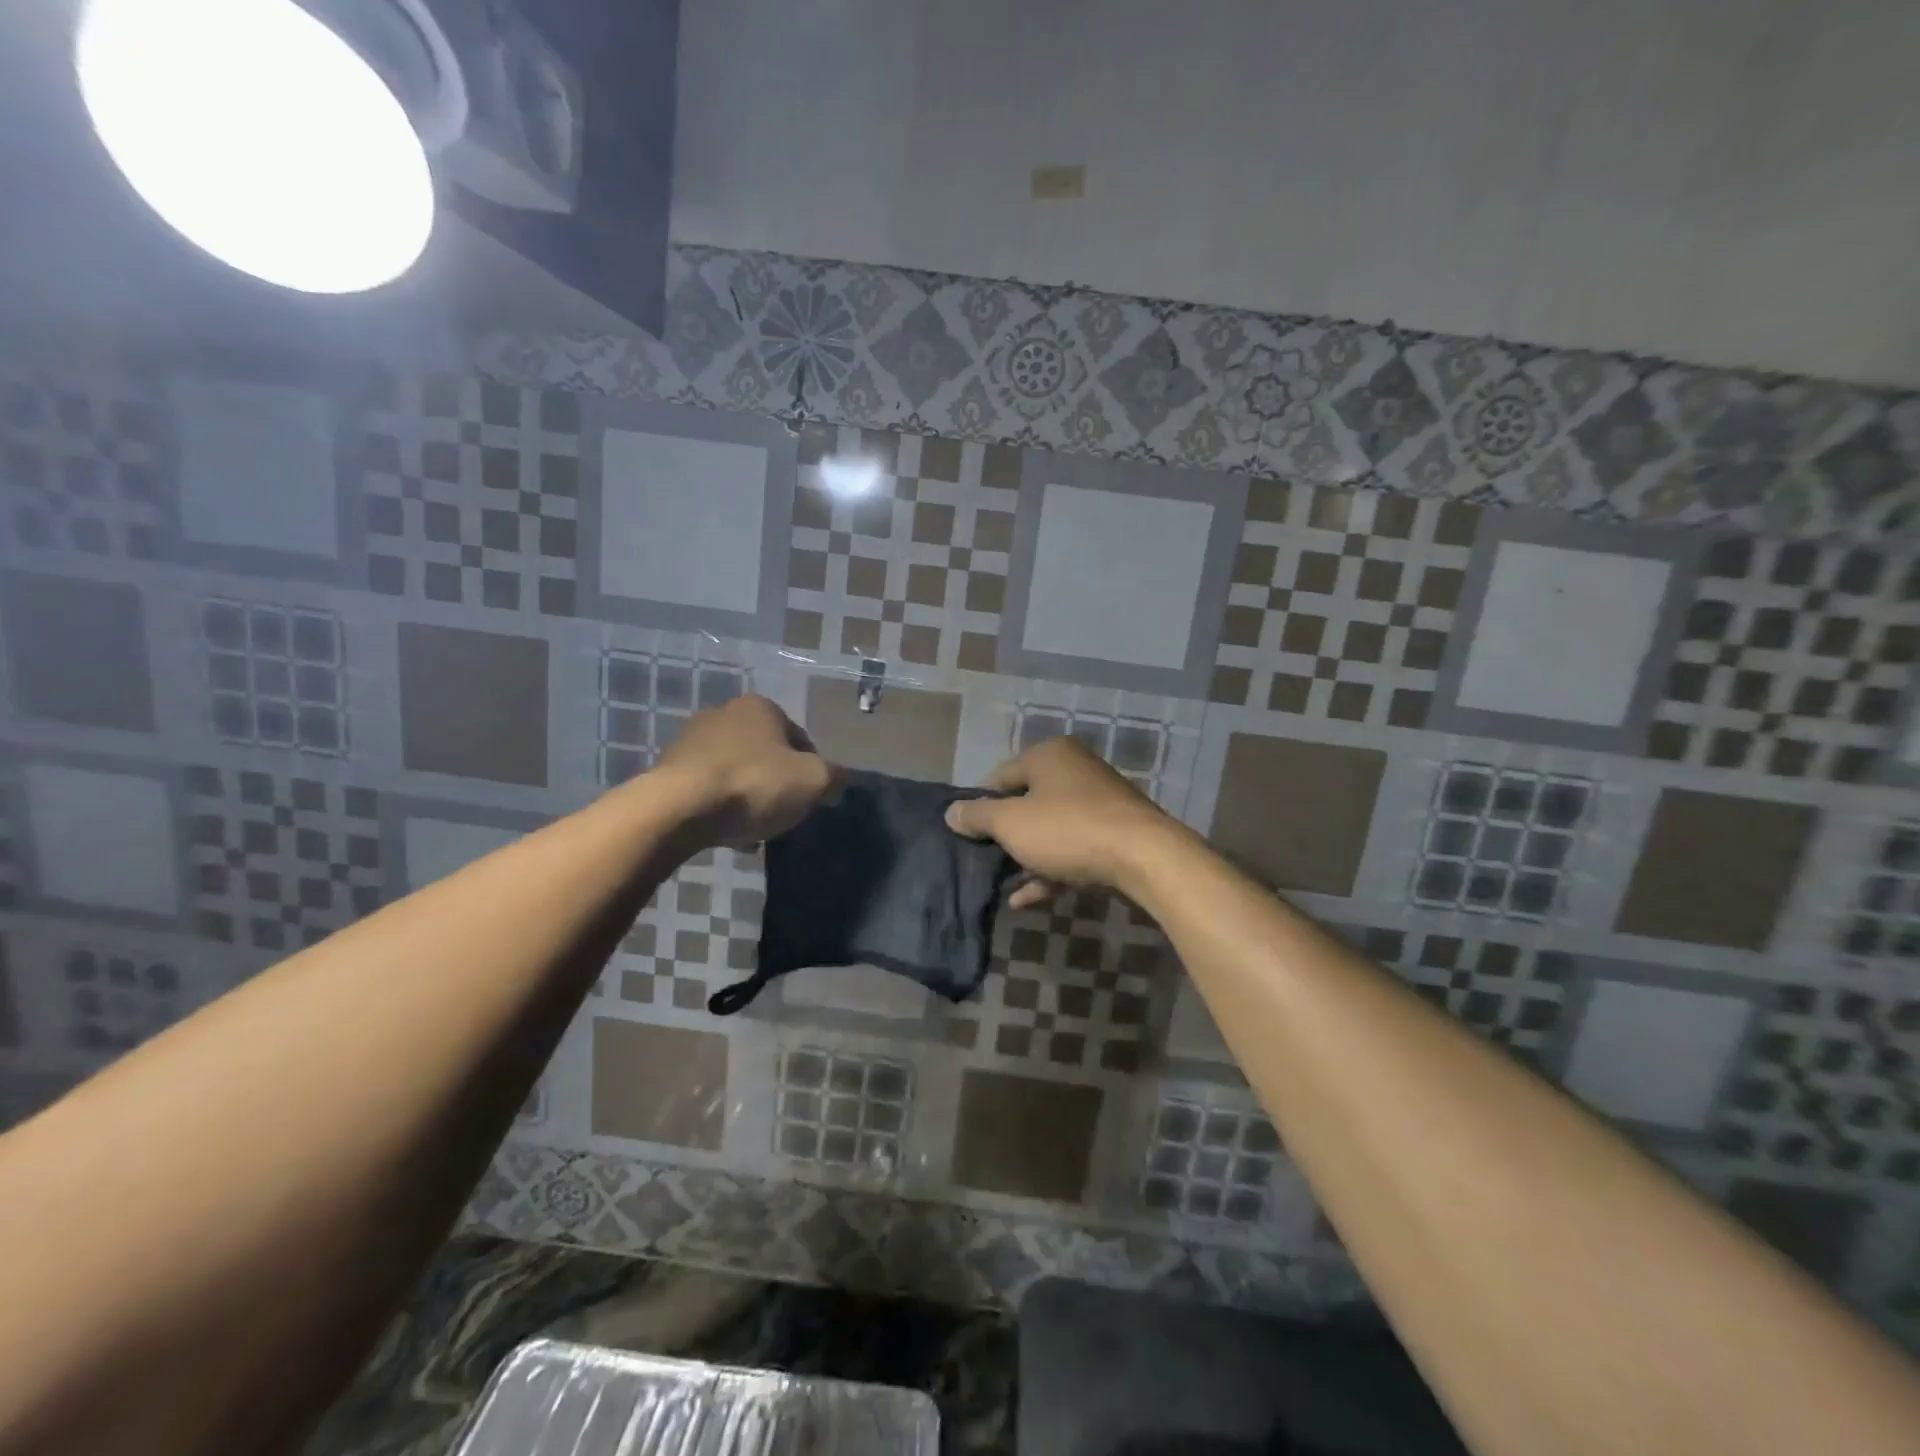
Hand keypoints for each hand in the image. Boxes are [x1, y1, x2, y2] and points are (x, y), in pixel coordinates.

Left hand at [650, 695, 838, 848]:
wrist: (679, 809)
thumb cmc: (754, 785)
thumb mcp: (814, 782)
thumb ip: (834, 777)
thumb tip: (837, 781)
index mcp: (761, 707)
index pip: (800, 739)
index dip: (810, 771)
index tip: (808, 799)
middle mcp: (724, 713)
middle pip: (766, 755)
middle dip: (776, 783)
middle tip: (782, 814)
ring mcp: (691, 739)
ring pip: (736, 772)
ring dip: (747, 797)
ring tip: (753, 830)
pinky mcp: (668, 768)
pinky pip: (707, 789)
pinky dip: (720, 807)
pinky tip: (726, 832)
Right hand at [945, 737, 1180, 907]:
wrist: (1144, 857)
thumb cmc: (1067, 829)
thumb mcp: (1011, 823)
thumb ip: (977, 816)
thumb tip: (951, 812)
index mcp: (1048, 755)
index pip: (999, 777)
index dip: (979, 806)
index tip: (965, 835)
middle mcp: (1074, 770)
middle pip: (1026, 802)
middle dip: (1004, 835)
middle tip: (982, 860)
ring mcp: (1098, 802)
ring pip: (1049, 829)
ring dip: (1025, 857)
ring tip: (1002, 883)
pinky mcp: (1114, 833)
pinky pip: (1071, 849)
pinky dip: (1049, 870)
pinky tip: (1027, 899)